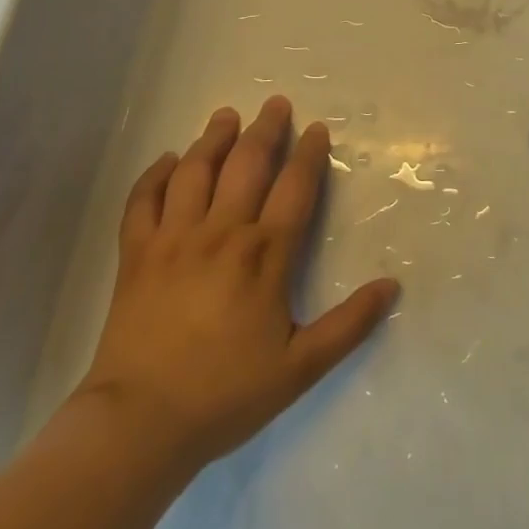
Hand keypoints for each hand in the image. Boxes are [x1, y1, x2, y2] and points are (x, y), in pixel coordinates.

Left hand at [73, 96, 398, 475]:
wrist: (137, 425)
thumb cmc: (225, 395)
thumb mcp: (300, 368)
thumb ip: (349, 324)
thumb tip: (393, 286)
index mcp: (265, 255)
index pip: (295, 188)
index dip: (309, 154)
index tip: (317, 129)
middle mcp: (222, 233)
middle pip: (247, 165)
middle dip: (265, 130)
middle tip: (275, 103)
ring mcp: (174, 240)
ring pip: (196, 172)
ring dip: (214, 139)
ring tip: (226, 116)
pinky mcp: (135, 256)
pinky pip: (142, 202)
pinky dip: (155, 176)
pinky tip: (168, 160)